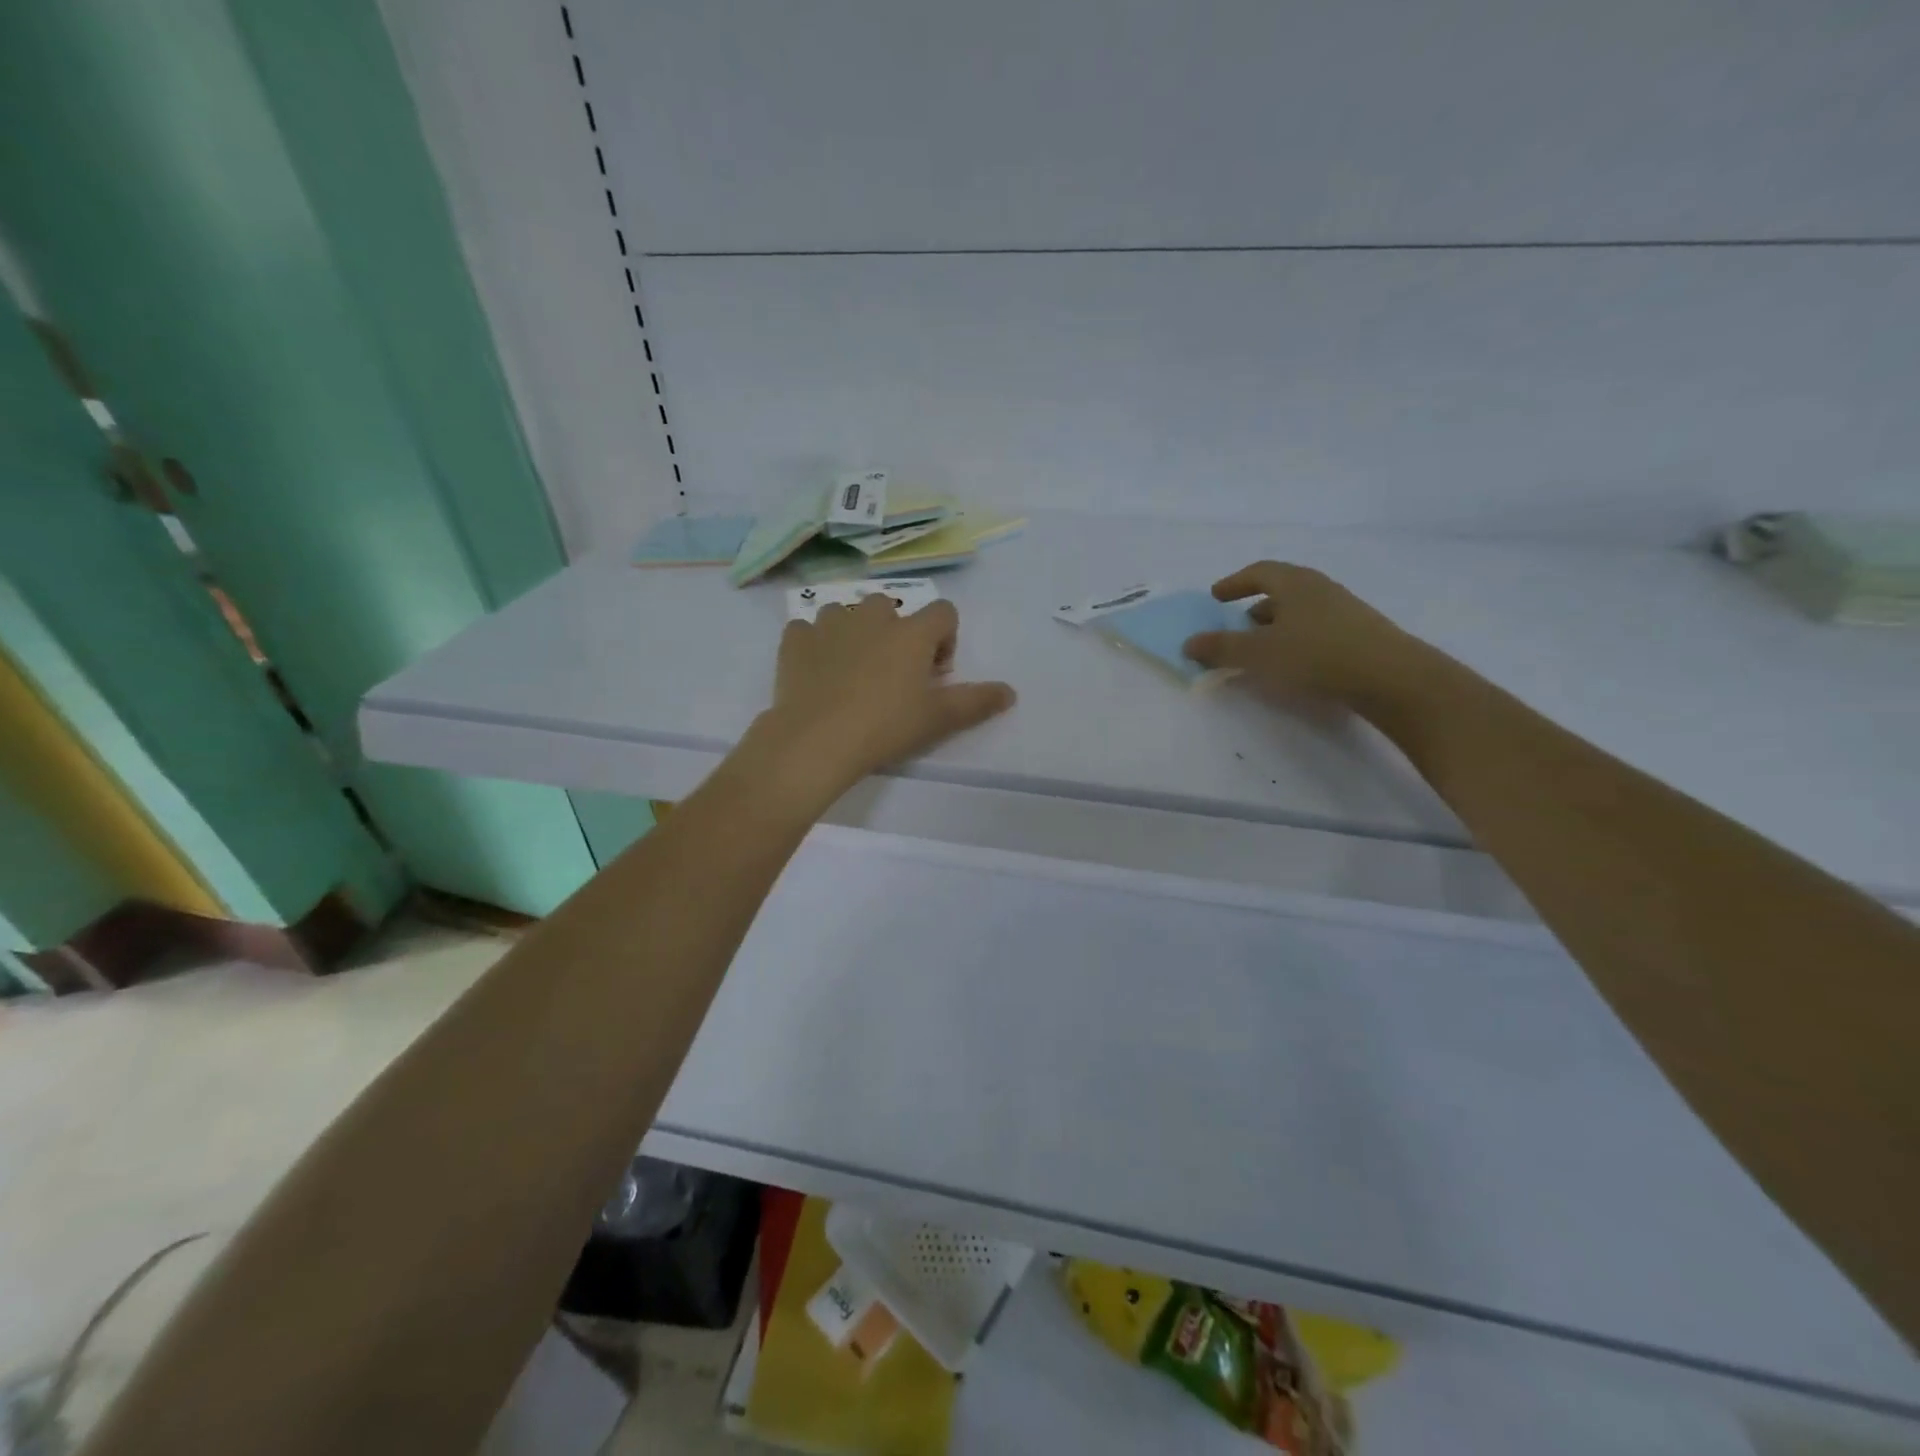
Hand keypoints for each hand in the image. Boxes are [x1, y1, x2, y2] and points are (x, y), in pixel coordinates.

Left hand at [754, 596, 1014, 801]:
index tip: (934, 674)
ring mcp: (830, 624)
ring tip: (851, 671)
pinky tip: (816, 672)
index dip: (945, 639)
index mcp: (912, 631)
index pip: (943, 612)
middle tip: (892, 674)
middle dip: (897, 633)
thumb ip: (977, 701)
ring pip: (848, 613)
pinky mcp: (795, 639)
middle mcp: (872, 616)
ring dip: (854, 633)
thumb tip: (1011, 692)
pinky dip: (815, 644)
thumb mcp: (939, 719)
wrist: (816, 740)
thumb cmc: (885, 726)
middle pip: (892, 607)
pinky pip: (808, 630)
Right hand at [1182, 561, 1425, 709]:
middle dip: (1255, 607)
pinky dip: (1297, 641)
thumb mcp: (1258, 653)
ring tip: (1262, 651)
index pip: (1259, 571)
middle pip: (1282, 591)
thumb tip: (1188, 643)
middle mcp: (1321, 589)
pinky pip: (1317, 630)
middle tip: (1236, 626)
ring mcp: (1345, 611)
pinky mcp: (1360, 636)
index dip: (1235, 582)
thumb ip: (1221, 648)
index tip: (1216, 596)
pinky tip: (1294, 665)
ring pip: (1301, 612)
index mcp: (1295, 583)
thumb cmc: (1316, 655)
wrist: (1392, 678)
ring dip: (1276, 627)